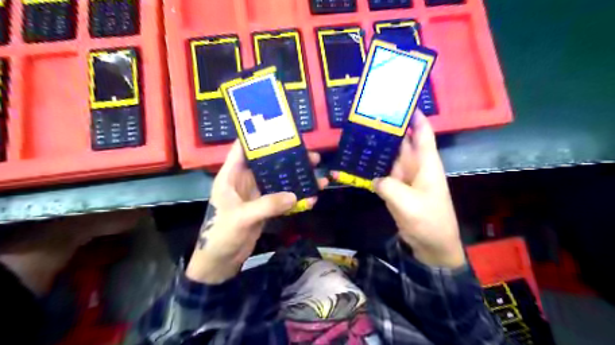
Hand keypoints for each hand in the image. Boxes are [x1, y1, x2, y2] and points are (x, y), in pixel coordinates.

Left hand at [185, 141, 329, 281]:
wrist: (220, 262)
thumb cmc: (221, 234)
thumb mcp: (242, 217)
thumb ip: (267, 205)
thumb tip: (295, 195)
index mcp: (231, 176)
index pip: (243, 149)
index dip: (258, 137)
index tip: (280, 130)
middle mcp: (244, 181)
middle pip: (268, 163)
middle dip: (289, 158)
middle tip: (311, 156)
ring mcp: (256, 194)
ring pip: (279, 180)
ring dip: (296, 178)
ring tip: (317, 174)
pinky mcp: (265, 207)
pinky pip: (282, 198)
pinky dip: (296, 197)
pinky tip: (311, 197)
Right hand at [373, 112, 463, 267]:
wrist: (432, 246)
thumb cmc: (428, 221)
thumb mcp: (407, 203)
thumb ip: (388, 186)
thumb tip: (374, 178)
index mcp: (426, 164)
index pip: (423, 134)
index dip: (415, 117)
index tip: (401, 103)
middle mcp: (416, 167)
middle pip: (403, 142)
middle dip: (390, 130)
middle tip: (369, 118)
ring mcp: (405, 179)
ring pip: (391, 158)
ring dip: (378, 149)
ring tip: (359, 137)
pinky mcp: (397, 190)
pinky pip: (384, 175)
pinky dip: (373, 170)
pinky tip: (359, 164)